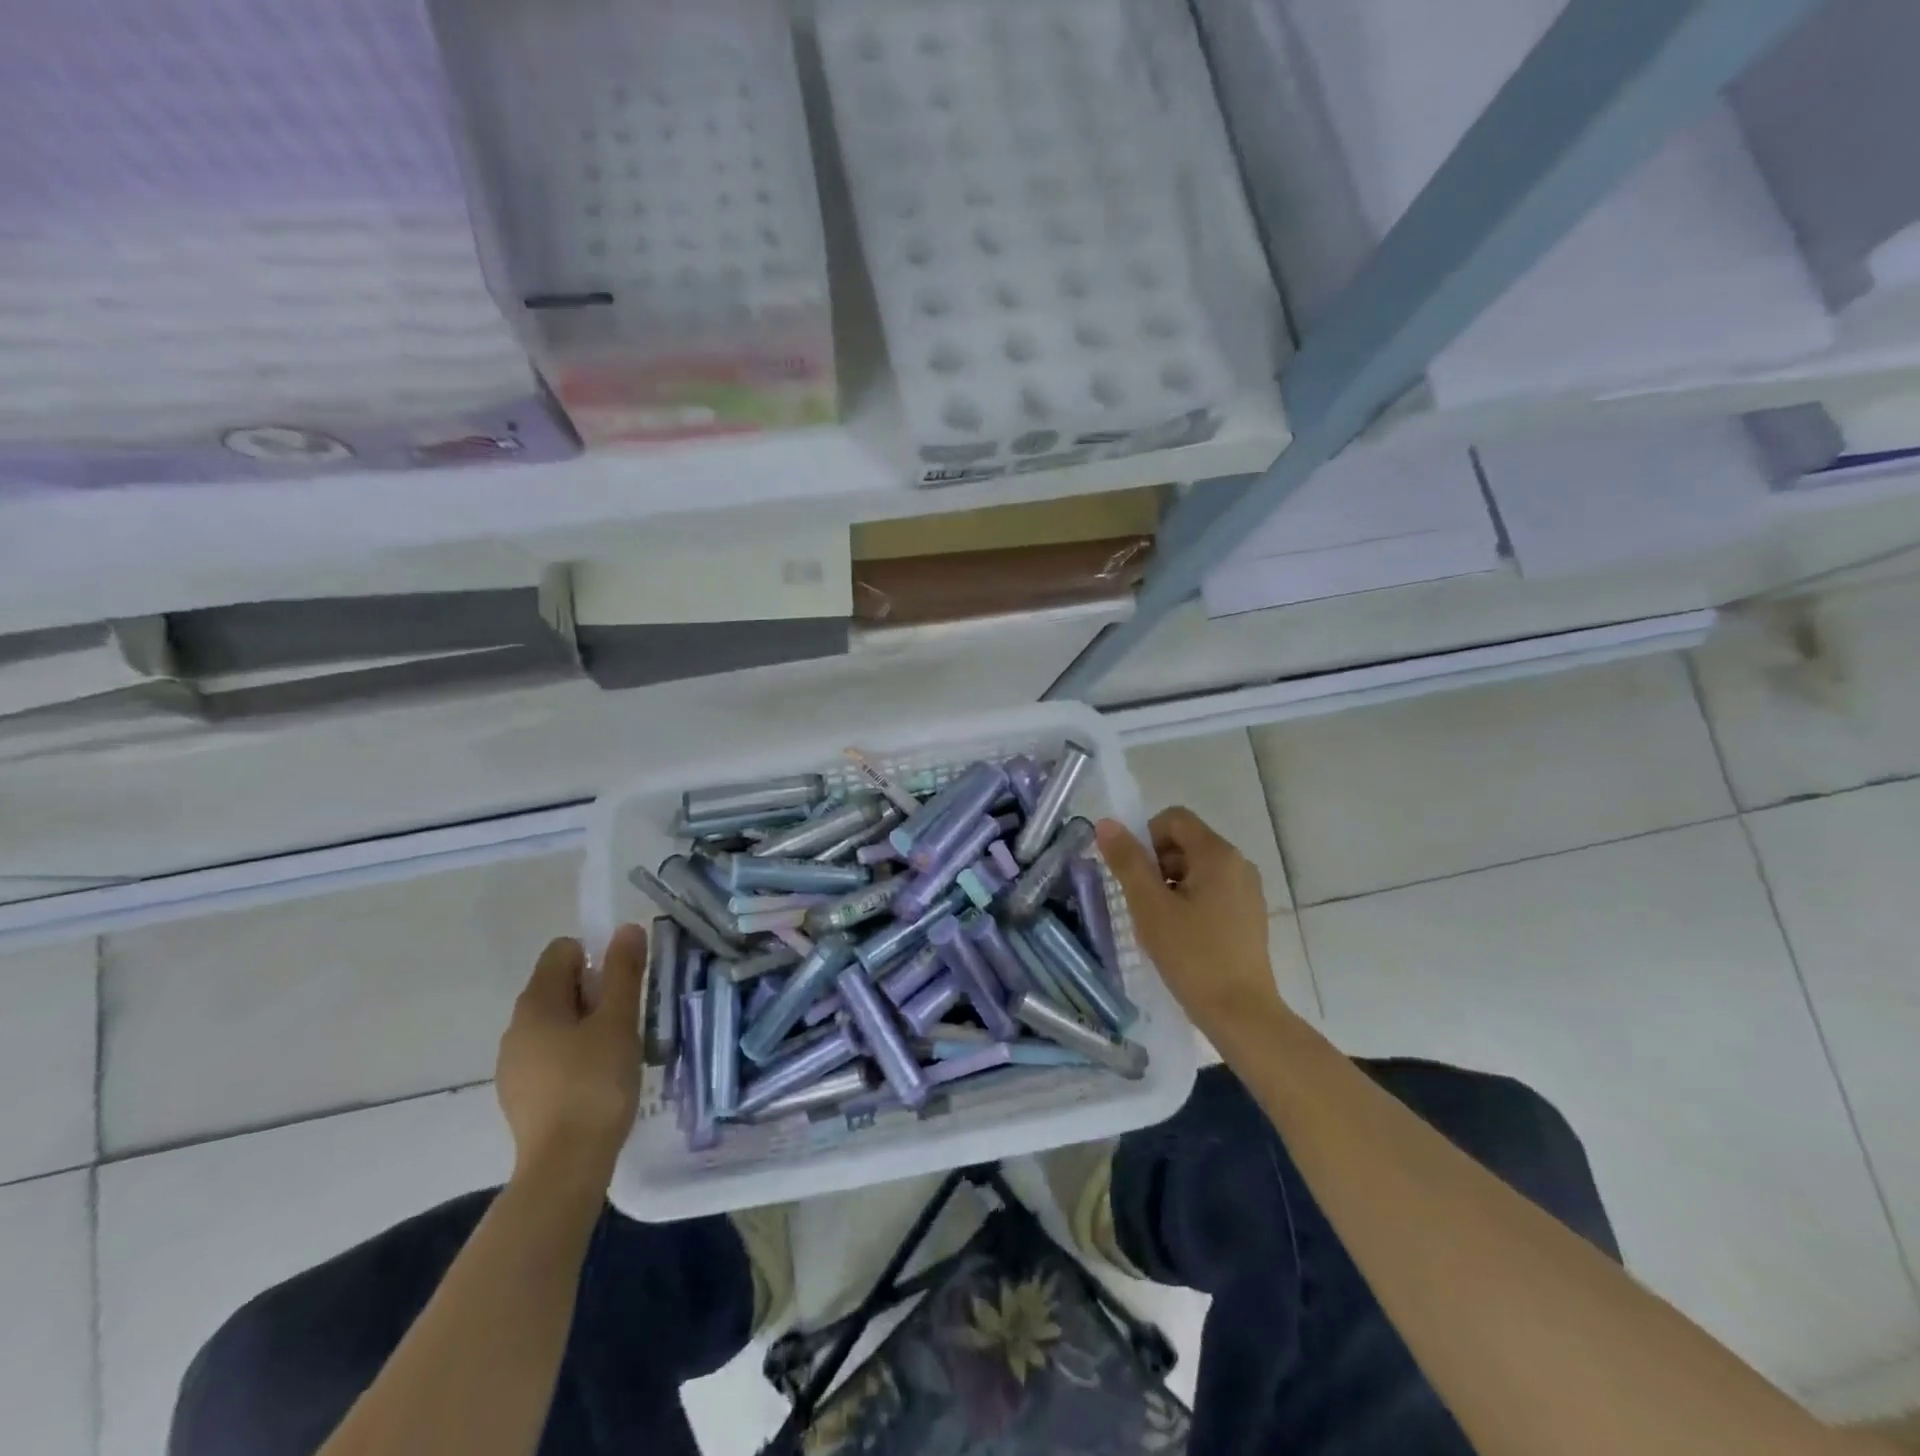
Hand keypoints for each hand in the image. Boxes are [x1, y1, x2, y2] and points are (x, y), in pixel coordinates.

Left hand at [496, 925, 645, 1184]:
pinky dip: (573, 1054)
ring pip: (555, 1022)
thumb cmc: (596, 1082)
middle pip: (558, 986)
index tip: (622, 986)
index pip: (562, 951)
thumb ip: (623, 971)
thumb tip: (626, 928)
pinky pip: (550, 1054)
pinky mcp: (520, 1093)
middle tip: (625, 1019)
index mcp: (535, 1003)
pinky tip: (596, 1079)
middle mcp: (515, 1027)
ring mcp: (513, 1063)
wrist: (565, 1165)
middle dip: (594, 992)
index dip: (597, 957)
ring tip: (616, 1051)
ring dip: (586, 1025)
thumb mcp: (619, 1020)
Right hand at [1096, 809, 1291, 1039]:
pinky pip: (1212, 890)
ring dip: (1170, 884)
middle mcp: (1238, 863)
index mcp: (1217, 854)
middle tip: (1143, 902)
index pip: (1174, 818)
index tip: (1135, 874)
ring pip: (1197, 868)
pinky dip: (1190, 900)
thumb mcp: (1149, 906)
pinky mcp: (1249, 914)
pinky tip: (1182, 935)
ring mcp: (1247, 890)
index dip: (1146, 837)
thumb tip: (1106, 823)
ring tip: (1160, 922)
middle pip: (1185, 841)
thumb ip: (1127, 861)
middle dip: (1157, 863)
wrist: (1241, 1013)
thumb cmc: (1192, 955)